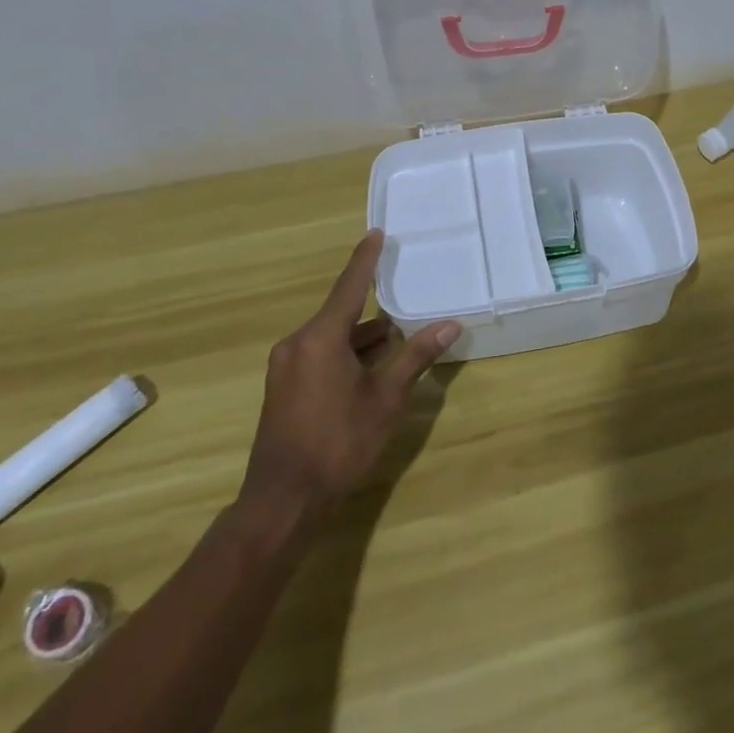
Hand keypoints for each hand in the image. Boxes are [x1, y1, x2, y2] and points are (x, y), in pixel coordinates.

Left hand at [240, 230, 460, 508]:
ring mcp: (287, 366)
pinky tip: (372, 368)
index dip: (365, 259)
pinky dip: (347, 354)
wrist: (284, 499)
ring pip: (332, 338)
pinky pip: (320, 355)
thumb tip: (450, 325)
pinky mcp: (284, 387)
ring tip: (399, 337)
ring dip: (363, 338)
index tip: (376, 233)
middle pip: (342, 314)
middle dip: (374, 310)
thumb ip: (415, 357)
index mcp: (320, 338)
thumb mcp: (385, 398)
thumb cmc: (338, 442)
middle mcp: (298, 343)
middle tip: (405, 295)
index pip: (349, 286)